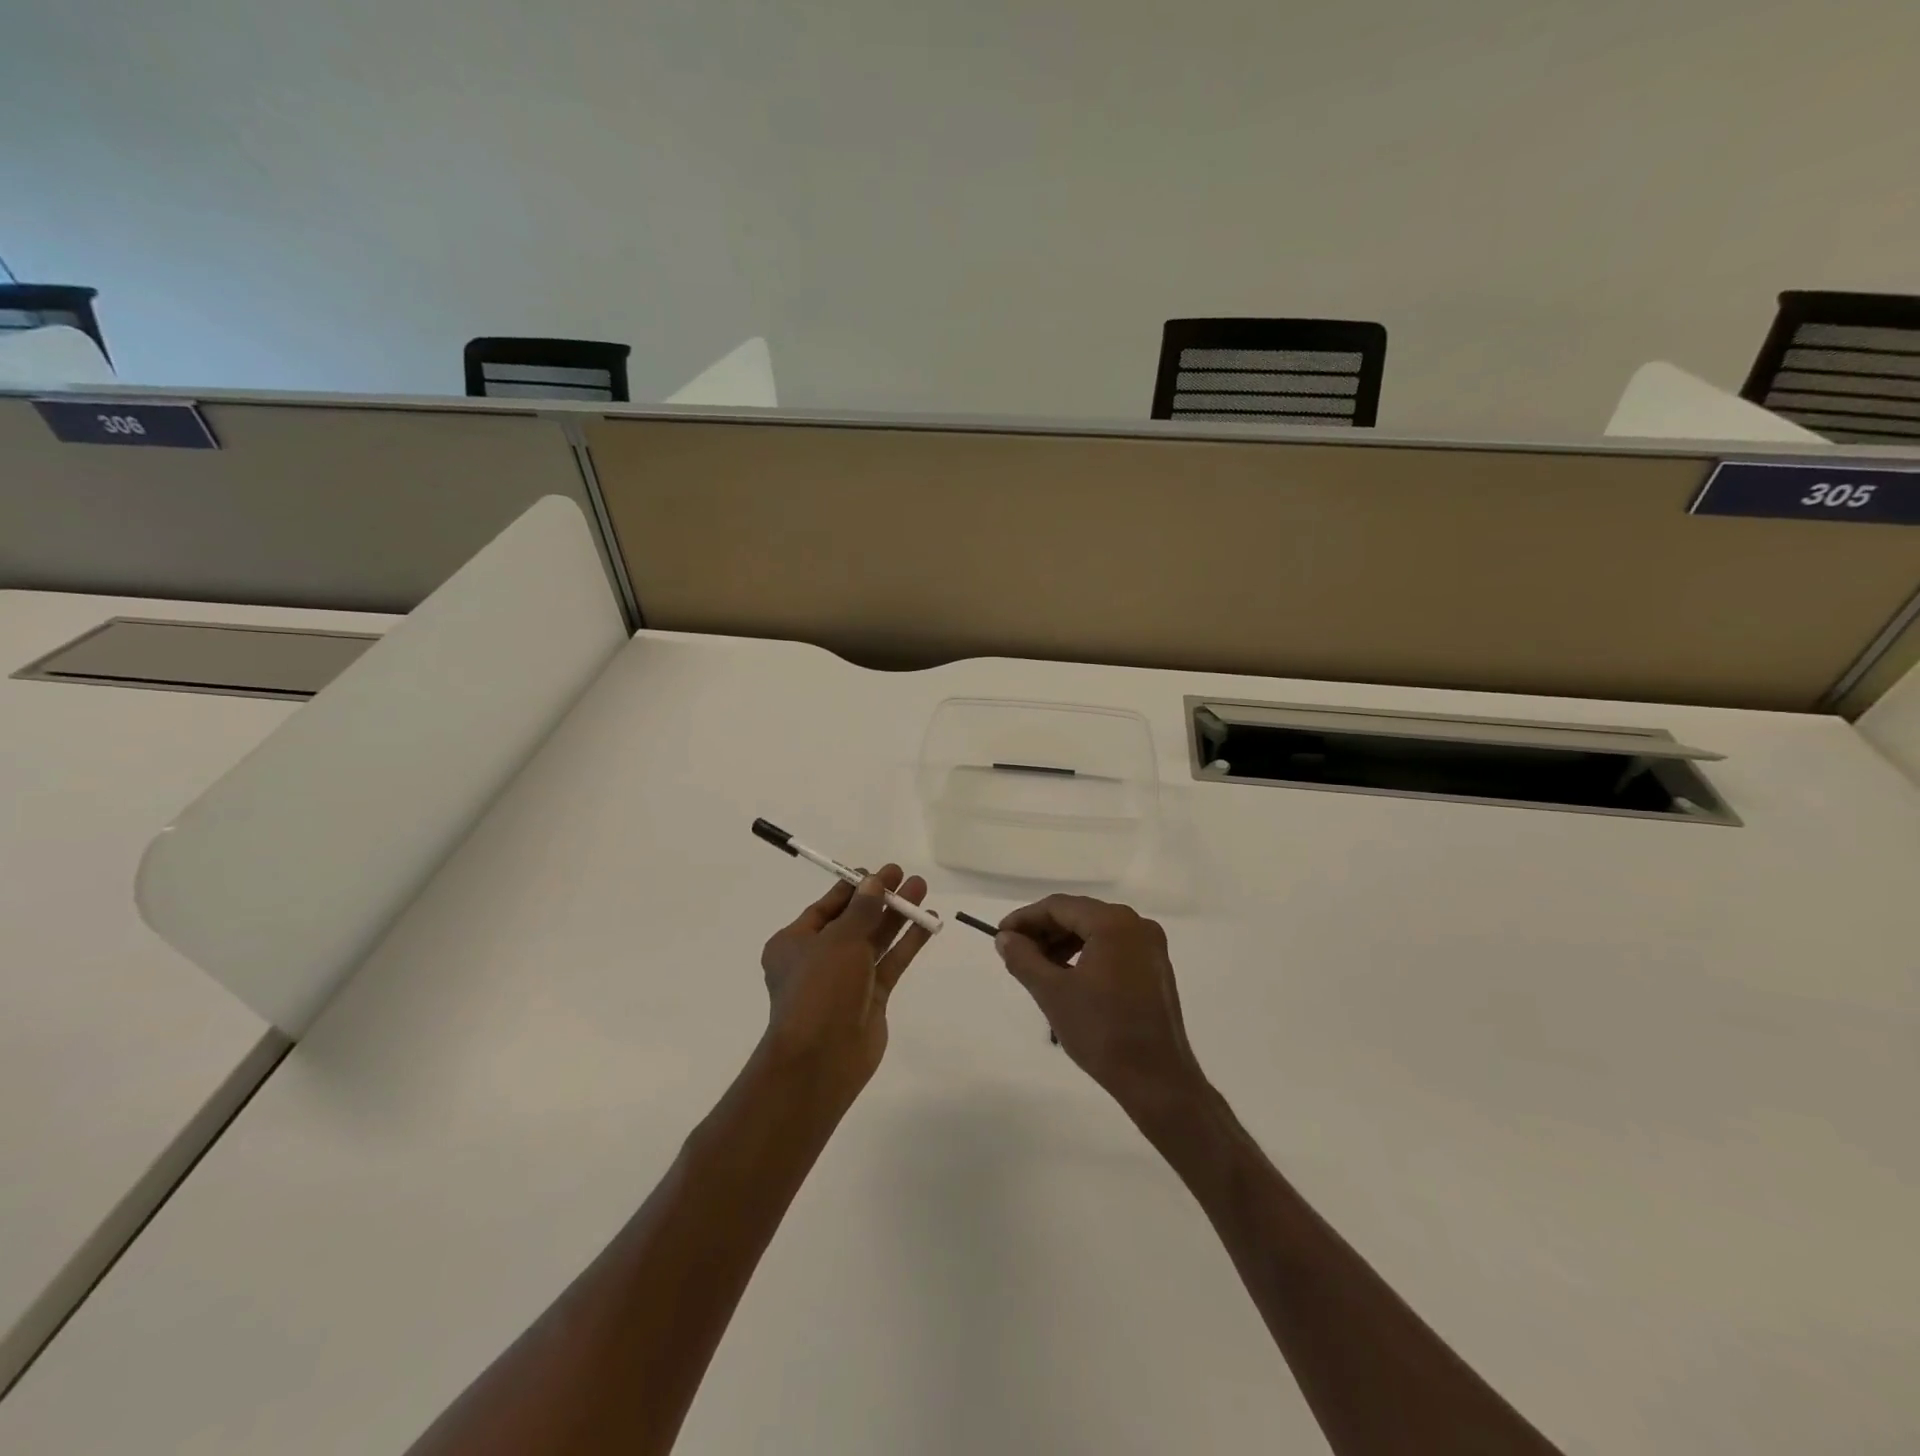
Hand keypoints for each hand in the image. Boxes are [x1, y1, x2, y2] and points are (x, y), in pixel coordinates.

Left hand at [760, 864, 932, 1091]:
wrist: (822, 1059)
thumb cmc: (820, 989)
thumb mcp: (839, 940)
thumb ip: (862, 909)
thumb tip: (874, 882)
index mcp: (794, 943)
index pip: (828, 907)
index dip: (854, 887)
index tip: (881, 873)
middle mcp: (818, 959)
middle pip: (854, 920)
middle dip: (881, 898)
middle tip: (906, 877)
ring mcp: (846, 979)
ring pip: (875, 940)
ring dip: (897, 916)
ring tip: (922, 890)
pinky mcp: (870, 998)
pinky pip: (890, 963)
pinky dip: (907, 943)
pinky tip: (928, 923)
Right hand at [995, 895, 1206, 1110]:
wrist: (1156, 1080)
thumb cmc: (1102, 1032)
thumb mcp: (1053, 993)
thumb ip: (1024, 958)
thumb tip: (1004, 938)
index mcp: (1113, 923)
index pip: (1059, 906)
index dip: (1025, 919)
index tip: (1000, 937)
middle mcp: (1136, 924)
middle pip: (1079, 915)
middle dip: (1044, 932)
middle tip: (1016, 954)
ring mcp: (1150, 946)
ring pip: (1095, 931)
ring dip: (1063, 944)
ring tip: (1038, 969)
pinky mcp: (1155, 968)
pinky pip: (1112, 948)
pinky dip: (1086, 955)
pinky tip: (1068, 977)